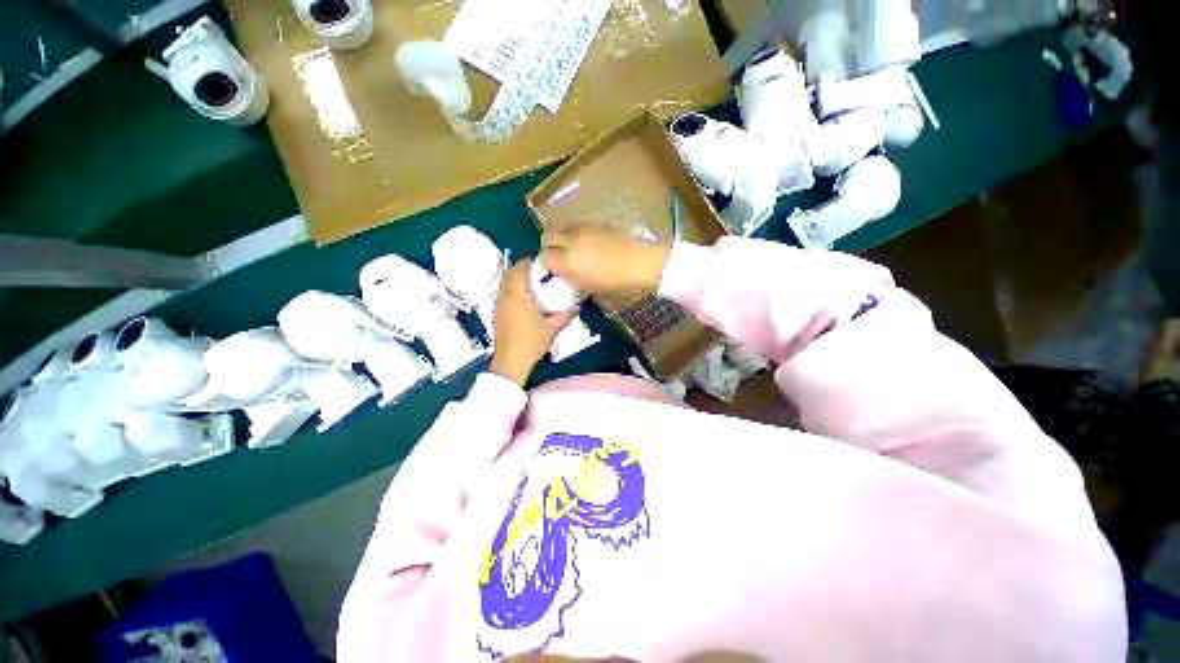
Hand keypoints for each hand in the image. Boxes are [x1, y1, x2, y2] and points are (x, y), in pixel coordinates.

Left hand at [488, 260, 575, 385]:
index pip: (520, 268)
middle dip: (525, 269)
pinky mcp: (497, 312)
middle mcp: (505, 295)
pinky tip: (526, 299)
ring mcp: (499, 303)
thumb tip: (576, 306)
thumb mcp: (552, 329)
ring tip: (535, 284)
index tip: (544, 265)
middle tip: (541, 274)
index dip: (531, 262)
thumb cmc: (531, 343)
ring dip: (518, 278)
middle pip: (511, 272)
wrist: (510, 361)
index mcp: (518, 295)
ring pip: (506, 282)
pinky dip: (513, 289)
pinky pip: (504, 292)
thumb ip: (565, 315)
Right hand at [540, 224, 671, 294]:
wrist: (639, 263)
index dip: (546, 263)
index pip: (544, 257)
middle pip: (547, 237)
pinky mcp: (594, 223)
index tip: (552, 268)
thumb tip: (563, 273)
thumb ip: (572, 278)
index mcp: (569, 263)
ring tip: (572, 248)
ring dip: (562, 238)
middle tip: (557, 255)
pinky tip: (586, 242)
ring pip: (562, 229)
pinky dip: (575, 233)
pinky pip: (576, 226)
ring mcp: (583, 230)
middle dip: (548, 246)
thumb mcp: (590, 287)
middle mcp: (572, 242)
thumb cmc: (616, 281)